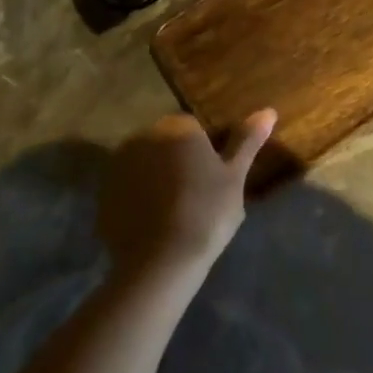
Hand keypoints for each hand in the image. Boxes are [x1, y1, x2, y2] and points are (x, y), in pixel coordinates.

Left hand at [98, 110, 275, 285]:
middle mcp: (144, 136)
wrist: (160, 261)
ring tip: (174, 213)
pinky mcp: (104, 194)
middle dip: (177, 162)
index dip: (204, 155)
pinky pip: (127, 190)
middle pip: (166, 145)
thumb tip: (268, 111)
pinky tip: (153, 225)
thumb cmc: (207, 212)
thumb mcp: (234, 176)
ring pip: (145, 166)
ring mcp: (119, 165)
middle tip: (196, 197)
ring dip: (156, 180)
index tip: (212, 181)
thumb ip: (247, 140)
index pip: (193, 129)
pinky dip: (137, 201)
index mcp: (177, 126)